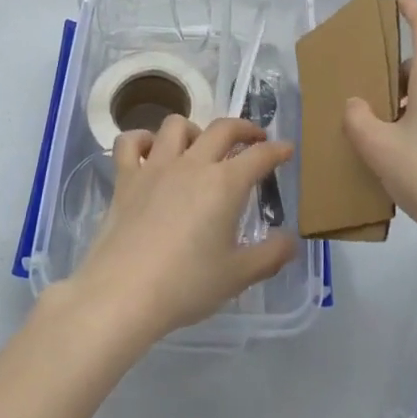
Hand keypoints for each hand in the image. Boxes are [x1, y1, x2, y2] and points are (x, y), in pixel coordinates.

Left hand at [64, 114, 297, 349]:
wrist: (124, 292)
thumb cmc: (186, 284)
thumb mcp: (238, 276)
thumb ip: (270, 255)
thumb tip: (292, 240)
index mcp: (224, 184)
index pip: (259, 156)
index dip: (276, 150)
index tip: (286, 149)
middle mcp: (192, 164)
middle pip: (222, 128)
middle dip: (243, 128)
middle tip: (253, 138)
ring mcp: (155, 167)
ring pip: (176, 125)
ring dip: (194, 129)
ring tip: (199, 146)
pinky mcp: (125, 178)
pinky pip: (130, 142)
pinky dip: (141, 139)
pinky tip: (149, 151)